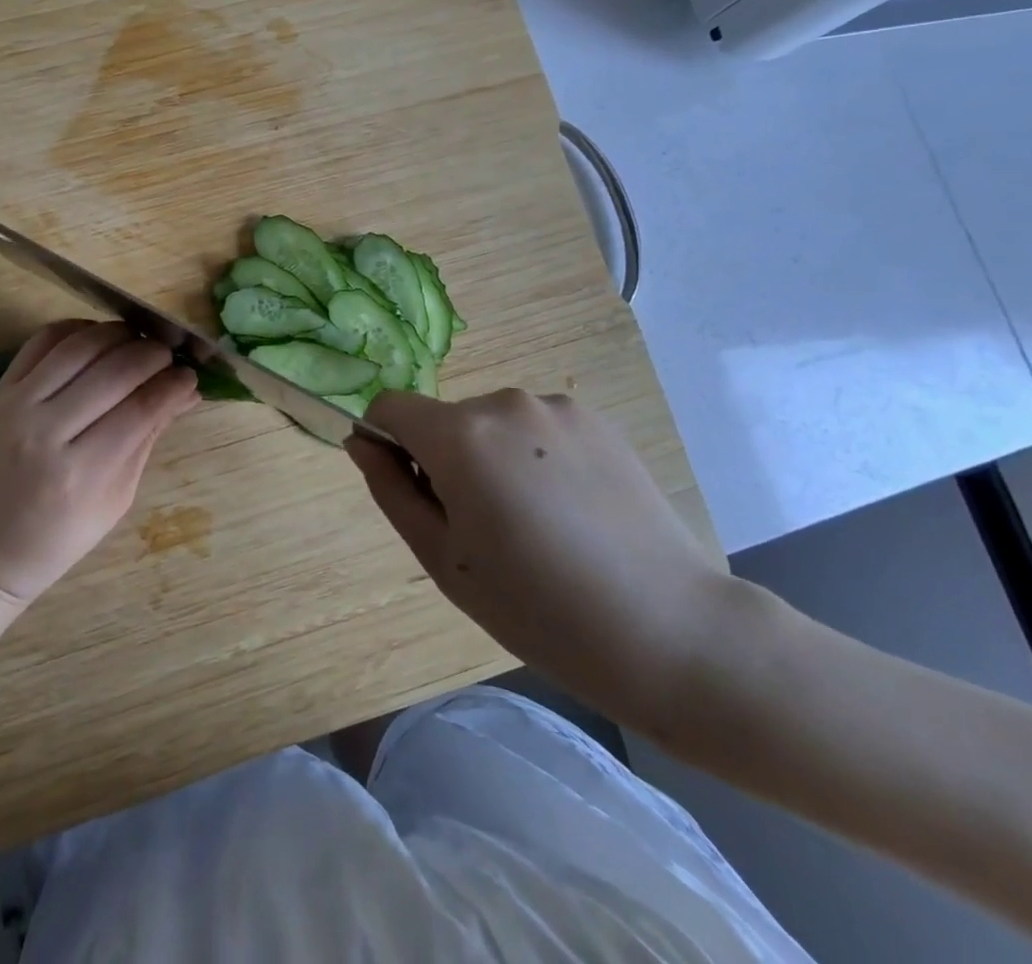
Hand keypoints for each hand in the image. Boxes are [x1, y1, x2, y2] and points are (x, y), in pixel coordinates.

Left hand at [0, 320, 198, 603]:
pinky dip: (77, 330)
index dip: (173, 385)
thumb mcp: (117, 498)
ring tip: (139, 342)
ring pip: (80, 346)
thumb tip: (186, 392)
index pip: (141, 408)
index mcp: (81, 472)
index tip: (191, 377)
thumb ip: (148, 437)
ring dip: (119, 335)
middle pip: (114, 371)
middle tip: (169, 357)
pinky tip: (99, 338)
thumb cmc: (59, 537)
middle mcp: (46, 431)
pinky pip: (42, 341)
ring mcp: (17, 405)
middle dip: (153, 355)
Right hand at [346, 389, 732, 731]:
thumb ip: (390, 489)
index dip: (387, 444)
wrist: (670, 630)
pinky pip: (537, 429)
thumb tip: (362, 442)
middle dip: (446, 461)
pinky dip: (535, 458)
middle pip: (445, 421)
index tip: (415, 494)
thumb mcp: (442, 559)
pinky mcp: (597, 420)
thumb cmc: (537, 607)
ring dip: (492, 459)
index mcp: (459, 435)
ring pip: (492, 425)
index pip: (391, 407)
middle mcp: (504, 402)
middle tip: (484, 531)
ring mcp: (556, 407)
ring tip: (536, 525)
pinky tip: (571, 511)